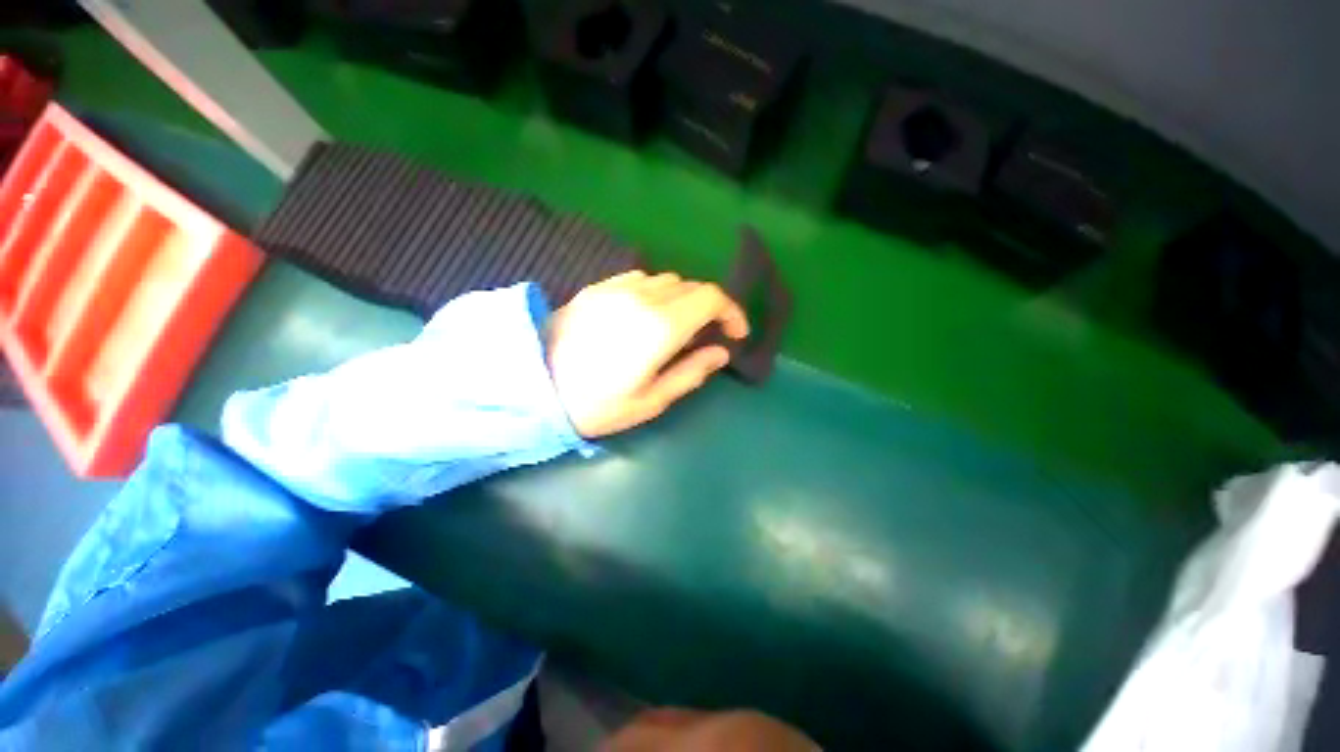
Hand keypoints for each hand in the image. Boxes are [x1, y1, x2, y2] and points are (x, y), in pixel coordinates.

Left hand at [547, 271, 749, 437]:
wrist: (533, 385)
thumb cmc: (596, 404)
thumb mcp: (651, 401)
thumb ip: (691, 372)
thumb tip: (720, 353)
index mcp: (661, 326)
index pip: (711, 298)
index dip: (732, 312)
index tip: (736, 333)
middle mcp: (643, 297)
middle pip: (692, 286)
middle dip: (709, 308)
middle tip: (707, 336)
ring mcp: (617, 287)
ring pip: (667, 280)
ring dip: (682, 299)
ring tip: (676, 326)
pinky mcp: (598, 287)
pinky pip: (640, 279)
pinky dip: (655, 293)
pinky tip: (644, 314)